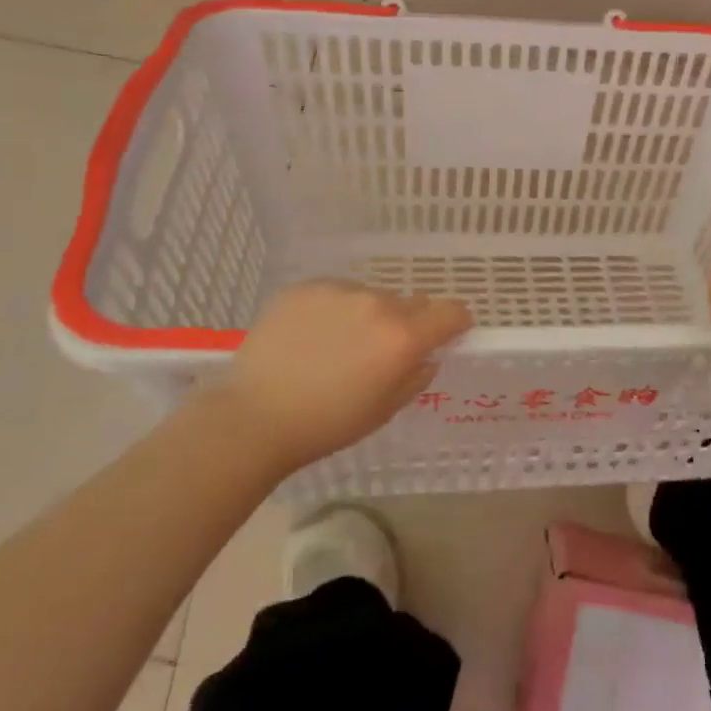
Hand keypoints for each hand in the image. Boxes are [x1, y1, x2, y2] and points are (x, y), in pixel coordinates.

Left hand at [194, 281, 470, 478]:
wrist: (254, 416)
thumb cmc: (327, 424)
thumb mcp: (385, 410)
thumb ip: (416, 376)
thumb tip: (427, 355)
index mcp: (402, 337)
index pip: (451, 312)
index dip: (456, 323)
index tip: (449, 334)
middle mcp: (377, 304)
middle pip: (411, 302)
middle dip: (408, 322)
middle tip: (383, 351)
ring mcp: (338, 291)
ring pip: (371, 296)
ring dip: (369, 314)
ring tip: (339, 345)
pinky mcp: (305, 287)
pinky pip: (335, 293)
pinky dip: (334, 310)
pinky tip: (312, 337)